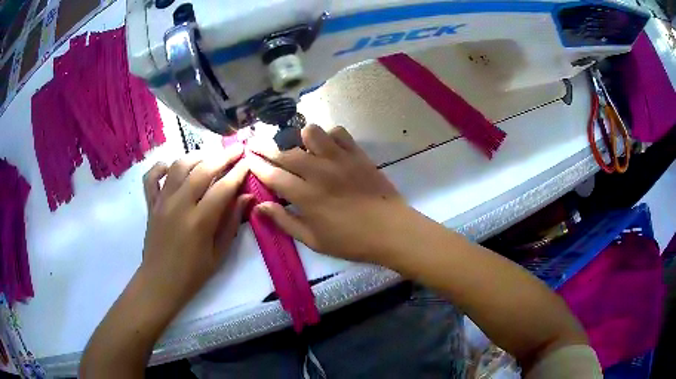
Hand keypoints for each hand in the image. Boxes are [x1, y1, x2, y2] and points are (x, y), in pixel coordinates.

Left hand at [140, 146, 250, 308]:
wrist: (160, 282)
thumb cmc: (193, 273)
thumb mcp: (218, 254)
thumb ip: (231, 223)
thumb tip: (247, 197)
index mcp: (199, 222)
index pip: (223, 188)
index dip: (238, 172)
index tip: (248, 161)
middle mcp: (179, 205)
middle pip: (202, 170)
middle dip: (222, 156)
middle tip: (236, 149)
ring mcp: (162, 202)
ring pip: (179, 167)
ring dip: (196, 156)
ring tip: (209, 156)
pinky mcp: (151, 204)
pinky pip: (151, 178)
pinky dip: (161, 166)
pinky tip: (171, 166)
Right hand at [247, 125, 410, 262]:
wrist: (391, 230)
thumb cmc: (351, 241)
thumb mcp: (313, 240)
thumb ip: (285, 221)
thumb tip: (259, 206)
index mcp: (306, 196)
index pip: (273, 175)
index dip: (257, 165)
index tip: (247, 158)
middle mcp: (319, 172)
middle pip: (285, 151)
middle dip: (266, 146)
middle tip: (257, 144)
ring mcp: (339, 159)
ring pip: (311, 133)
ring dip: (300, 138)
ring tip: (300, 148)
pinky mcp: (357, 154)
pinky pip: (338, 132)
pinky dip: (329, 136)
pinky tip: (328, 147)